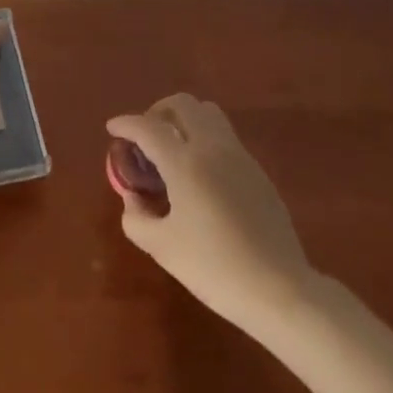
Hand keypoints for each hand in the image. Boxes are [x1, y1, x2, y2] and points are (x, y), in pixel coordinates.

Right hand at [106, 95, 313, 330]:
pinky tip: (199, 172)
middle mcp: (212, 147)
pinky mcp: (257, 170)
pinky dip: (204, 137)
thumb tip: (132, 198)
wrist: (280, 289)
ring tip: (172, 148)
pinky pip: (224, 135)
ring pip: (208, 113)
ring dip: (184, 118)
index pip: (148, 127)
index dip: (126, 123)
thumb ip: (137, 219)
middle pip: (183, 104)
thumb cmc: (215, 268)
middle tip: (145, 136)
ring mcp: (239, 155)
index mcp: (185, 162)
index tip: (112, 128)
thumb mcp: (164, 249)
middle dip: (158, 111)